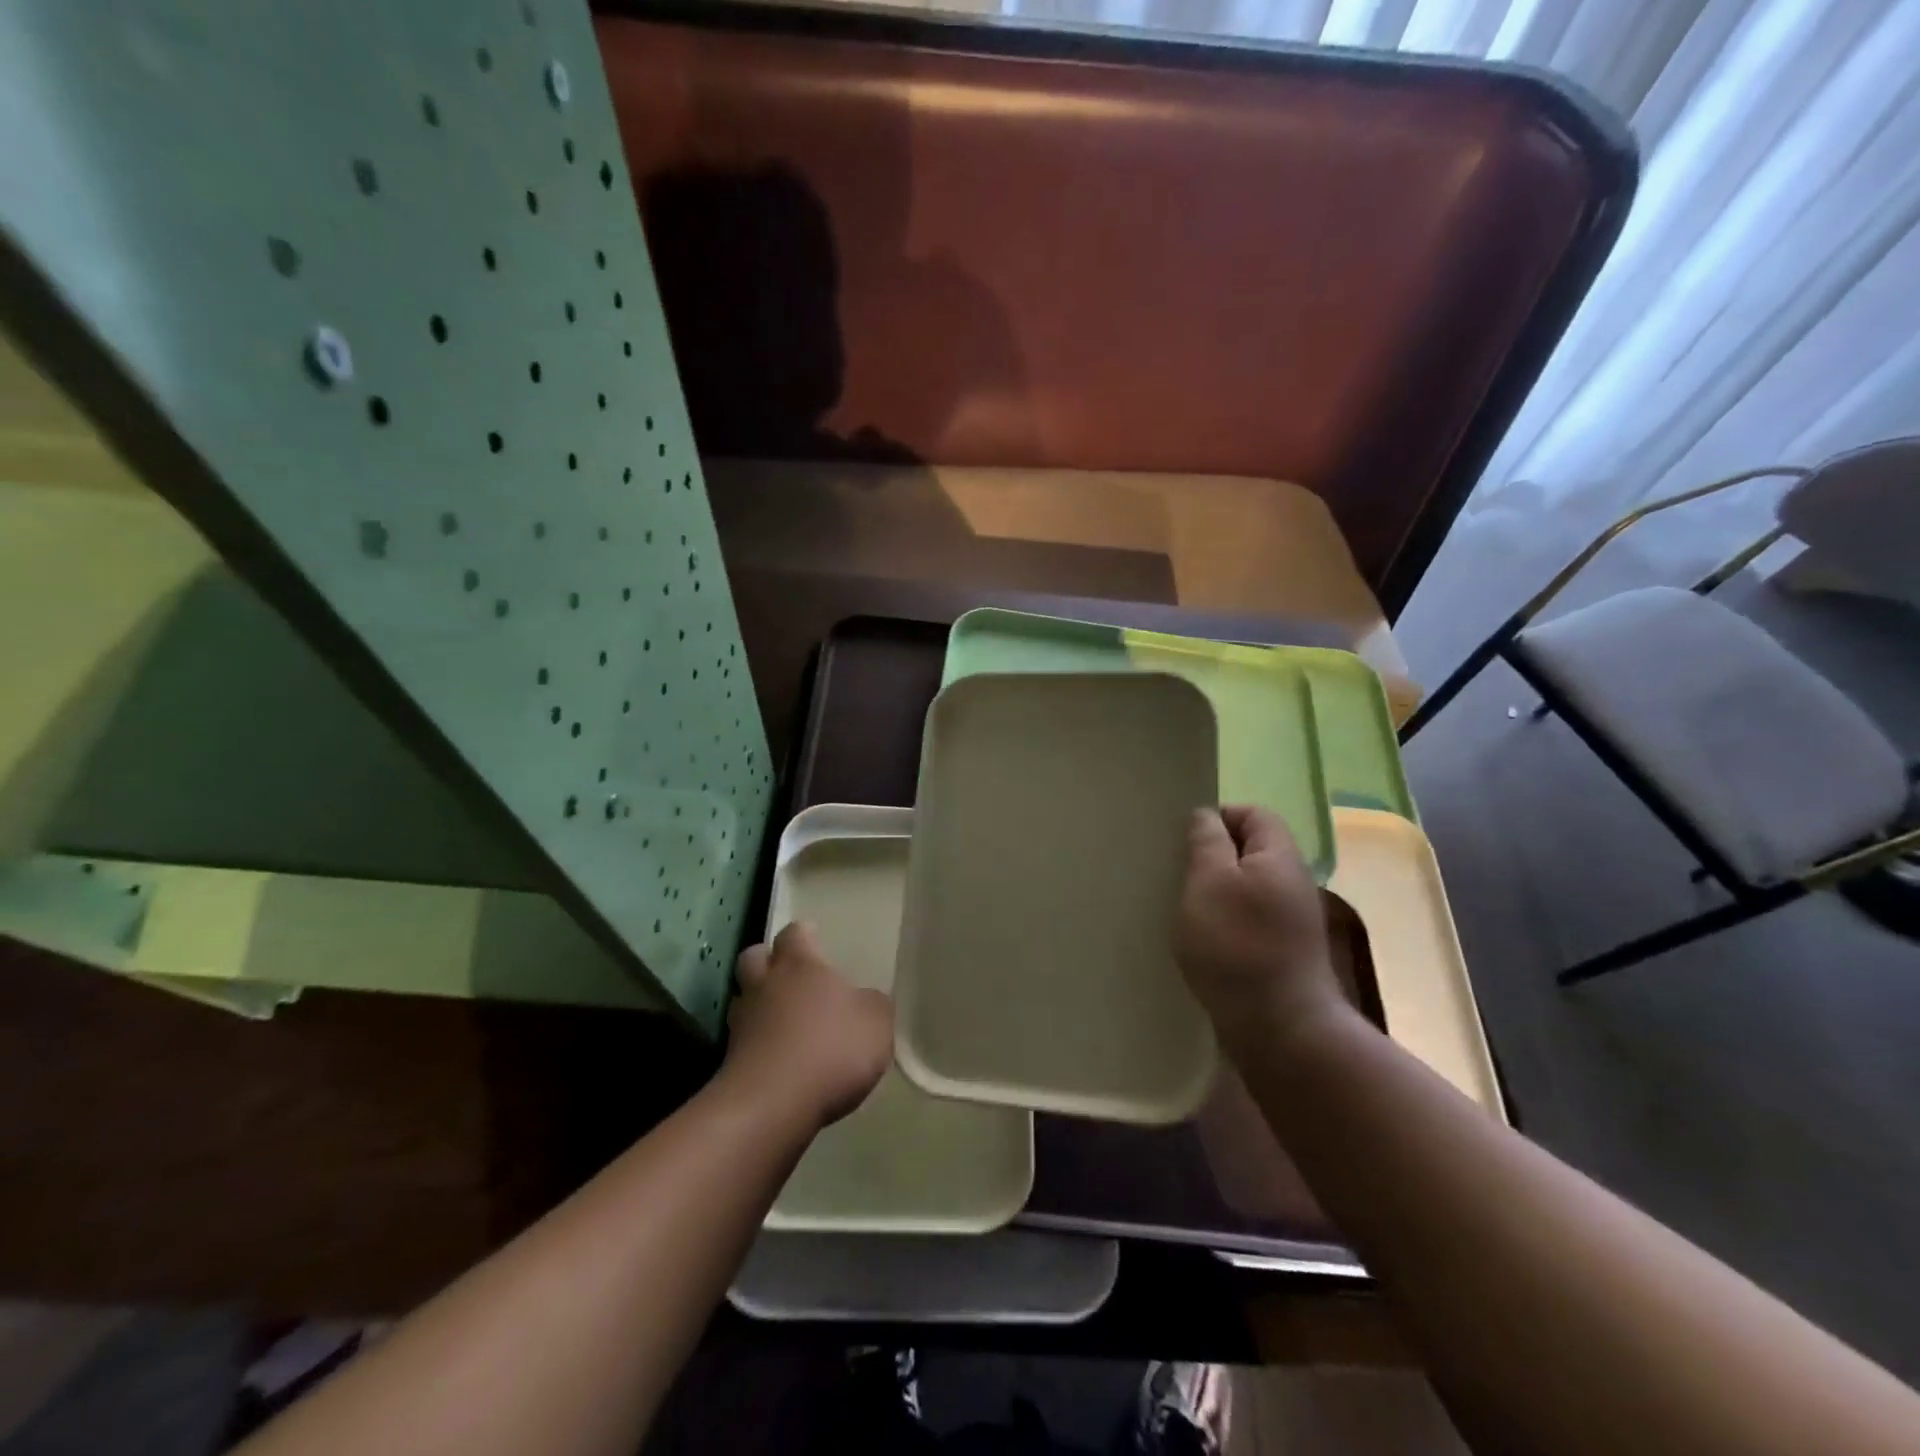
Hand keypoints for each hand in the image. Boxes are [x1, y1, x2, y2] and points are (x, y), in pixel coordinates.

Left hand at [723, 922, 892, 1127]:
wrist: (772, 1106)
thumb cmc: (831, 1049)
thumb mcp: (876, 1023)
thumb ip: (873, 1005)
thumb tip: (864, 1001)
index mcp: (800, 965)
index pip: (795, 933)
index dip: (804, 935)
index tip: (814, 937)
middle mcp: (766, 984)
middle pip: (755, 957)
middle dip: (769, 960)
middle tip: (789, 972)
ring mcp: (742, 1023)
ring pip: (744, 998)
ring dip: (759, 1002)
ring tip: (782, 1018)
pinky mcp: (731, 1061)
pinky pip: (744, 1039)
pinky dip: (758, 1042)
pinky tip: (778, 1056)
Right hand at [1176, 806, 1349, 1058]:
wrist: (1281, 1028)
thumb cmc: (1237, 945)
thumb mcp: (1209, 882)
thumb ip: (1206, 842)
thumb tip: (1206, 816)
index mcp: (1279, 856)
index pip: (1253, 813)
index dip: (1218, 816)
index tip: (1183, 838)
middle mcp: (1292, 882)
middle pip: (1251, 850)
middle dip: (1213, 855)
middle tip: (1176, 870)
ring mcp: (1291, 920)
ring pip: (1248, 886)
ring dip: (1216, 891)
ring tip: (1183, 905)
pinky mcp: (1282, 953)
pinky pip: (1249, 919)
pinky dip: (1225, 921)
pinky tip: (1201, 939)